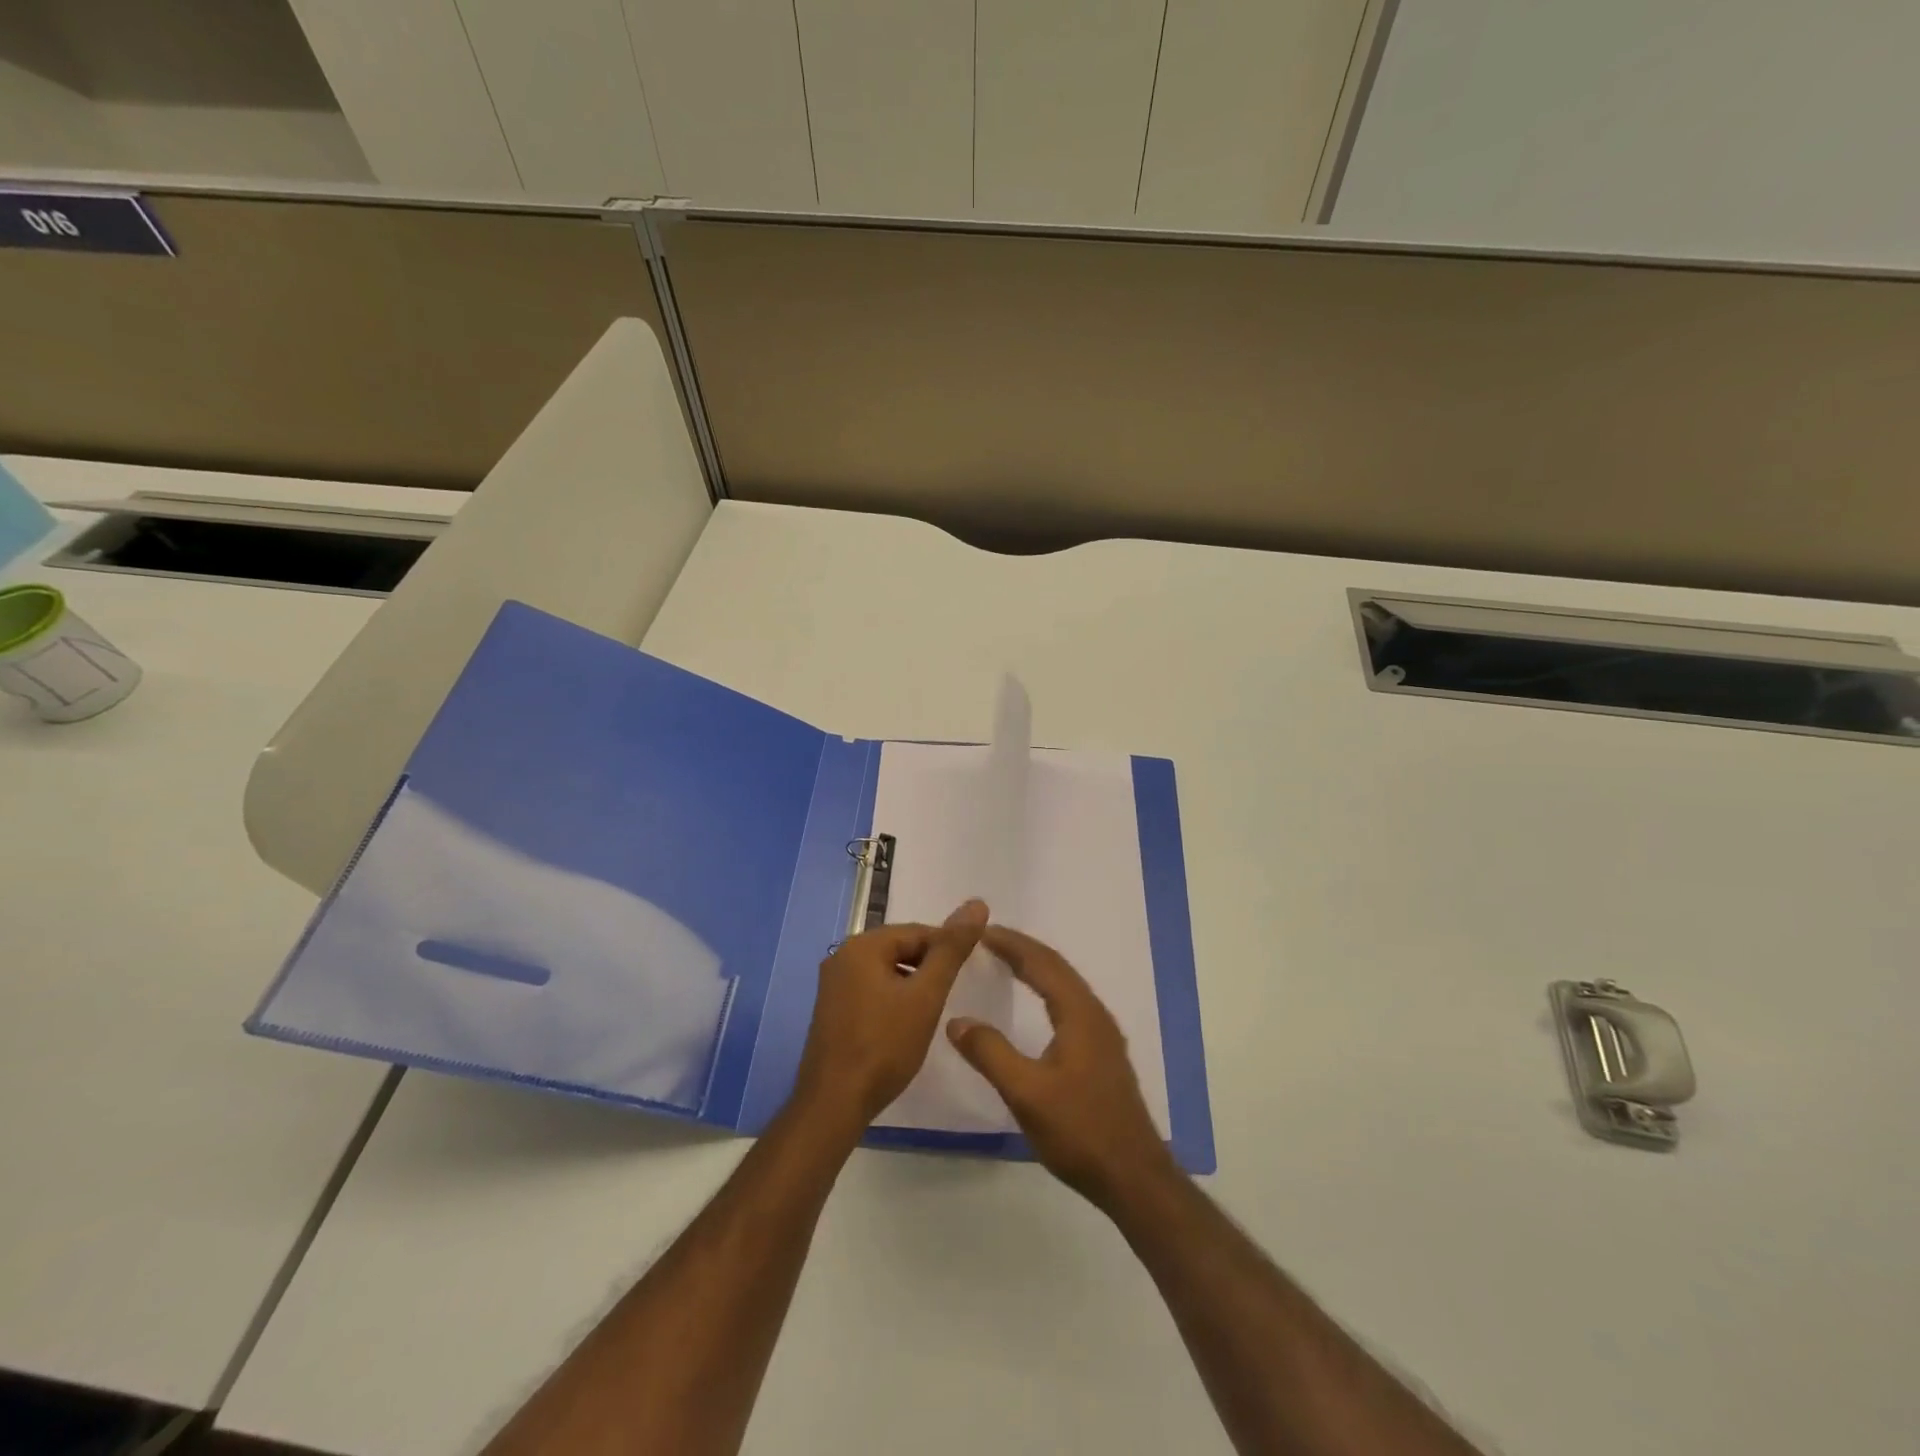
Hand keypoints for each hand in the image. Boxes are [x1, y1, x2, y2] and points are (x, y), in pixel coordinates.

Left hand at [791, 899, 988, 1131]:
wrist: (834, 1103)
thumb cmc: (884, 1046)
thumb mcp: (926, 995)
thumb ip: (951, 950)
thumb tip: (976, 904)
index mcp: (862, 945)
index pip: (918, 932)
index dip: (947, 950)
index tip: (968, 975)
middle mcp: (842, 956)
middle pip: (900, 949)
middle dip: (928, 968)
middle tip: (949, 998)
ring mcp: (832, 984)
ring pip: (886, 971)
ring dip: (912, 985)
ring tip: (931, 1013)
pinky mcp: (831, 1010)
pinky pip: (871, 990)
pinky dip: (893, 999)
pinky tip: (905, 1025)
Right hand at [947, 926, 1174, 1209]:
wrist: (1133, 1177)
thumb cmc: (1080, 1131)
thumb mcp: (1026, 1093)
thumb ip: (990, 1053)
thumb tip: (956, 1020)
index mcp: (1079, 1014)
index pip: (1042, 963)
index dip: (1011, 943)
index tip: (981, 930)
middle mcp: (1094, 1014)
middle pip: (1056, 967)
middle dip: (1022, 949)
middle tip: (988, 938)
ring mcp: (1102, 1034)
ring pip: (1065, 985)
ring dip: (1036, 967)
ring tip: (1006, 960)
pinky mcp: (1102, 1053)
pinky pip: (1070, 1003)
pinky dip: (1047, 988)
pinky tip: (1036, 1003)